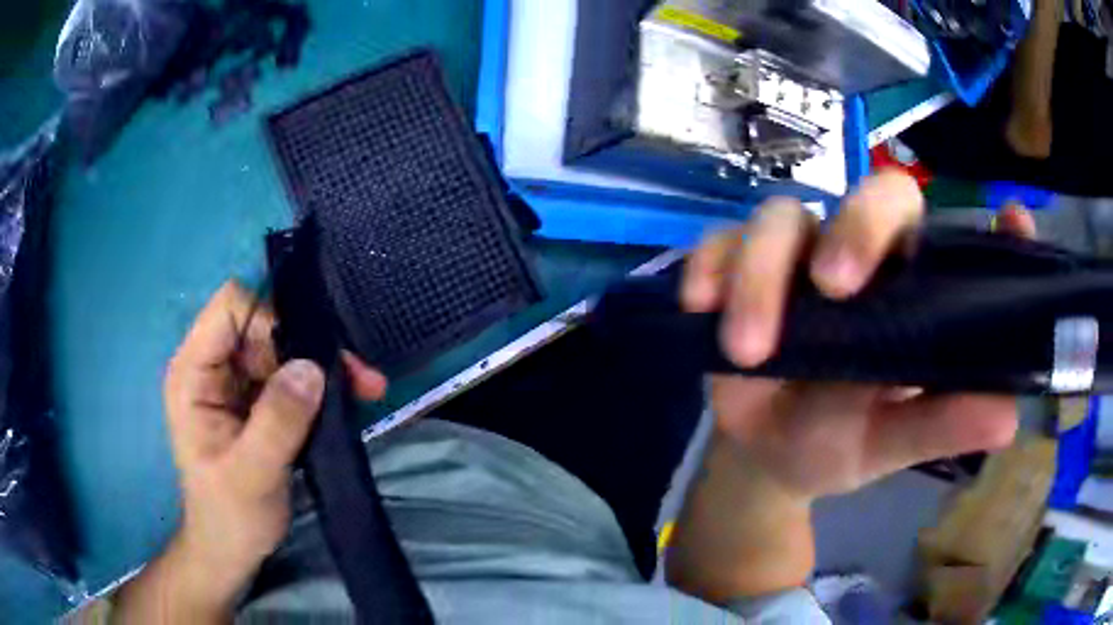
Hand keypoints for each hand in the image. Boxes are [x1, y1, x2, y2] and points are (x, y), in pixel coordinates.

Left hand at [116, 282, 386, 621]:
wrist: (231, 550)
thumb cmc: (229, 515)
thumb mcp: (252, 474)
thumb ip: (278, 421)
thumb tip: (313, 366)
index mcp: (193, 373)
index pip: (229, 308)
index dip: (268, 319)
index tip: (304, 359)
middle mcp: (213, 368)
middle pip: (263, 326)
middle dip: (308, 346)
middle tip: (357, 376)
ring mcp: (235, 384)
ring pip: (284, 349)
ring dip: (323, 367)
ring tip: (366, 388)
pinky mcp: (257, 402)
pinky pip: (292, 376)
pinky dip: (322, 386)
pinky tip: (352, 401)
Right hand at [682, 172, 1034, 499]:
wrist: (762, 456)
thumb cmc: (835, 445)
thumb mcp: (889, 444)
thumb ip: (942, 426)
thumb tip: (1007, 419)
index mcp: (911, 293)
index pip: (956, 241)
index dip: (990, 229)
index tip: (1014, 223)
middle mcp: (863, 258)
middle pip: (873, 196)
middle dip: (858, 230)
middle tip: (834, 289)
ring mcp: (797, 256)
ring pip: (783, 218)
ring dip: (761, 274)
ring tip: (749, 352)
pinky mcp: (737, 266)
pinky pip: (717, 243)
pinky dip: (708, 269)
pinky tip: (700, 307)